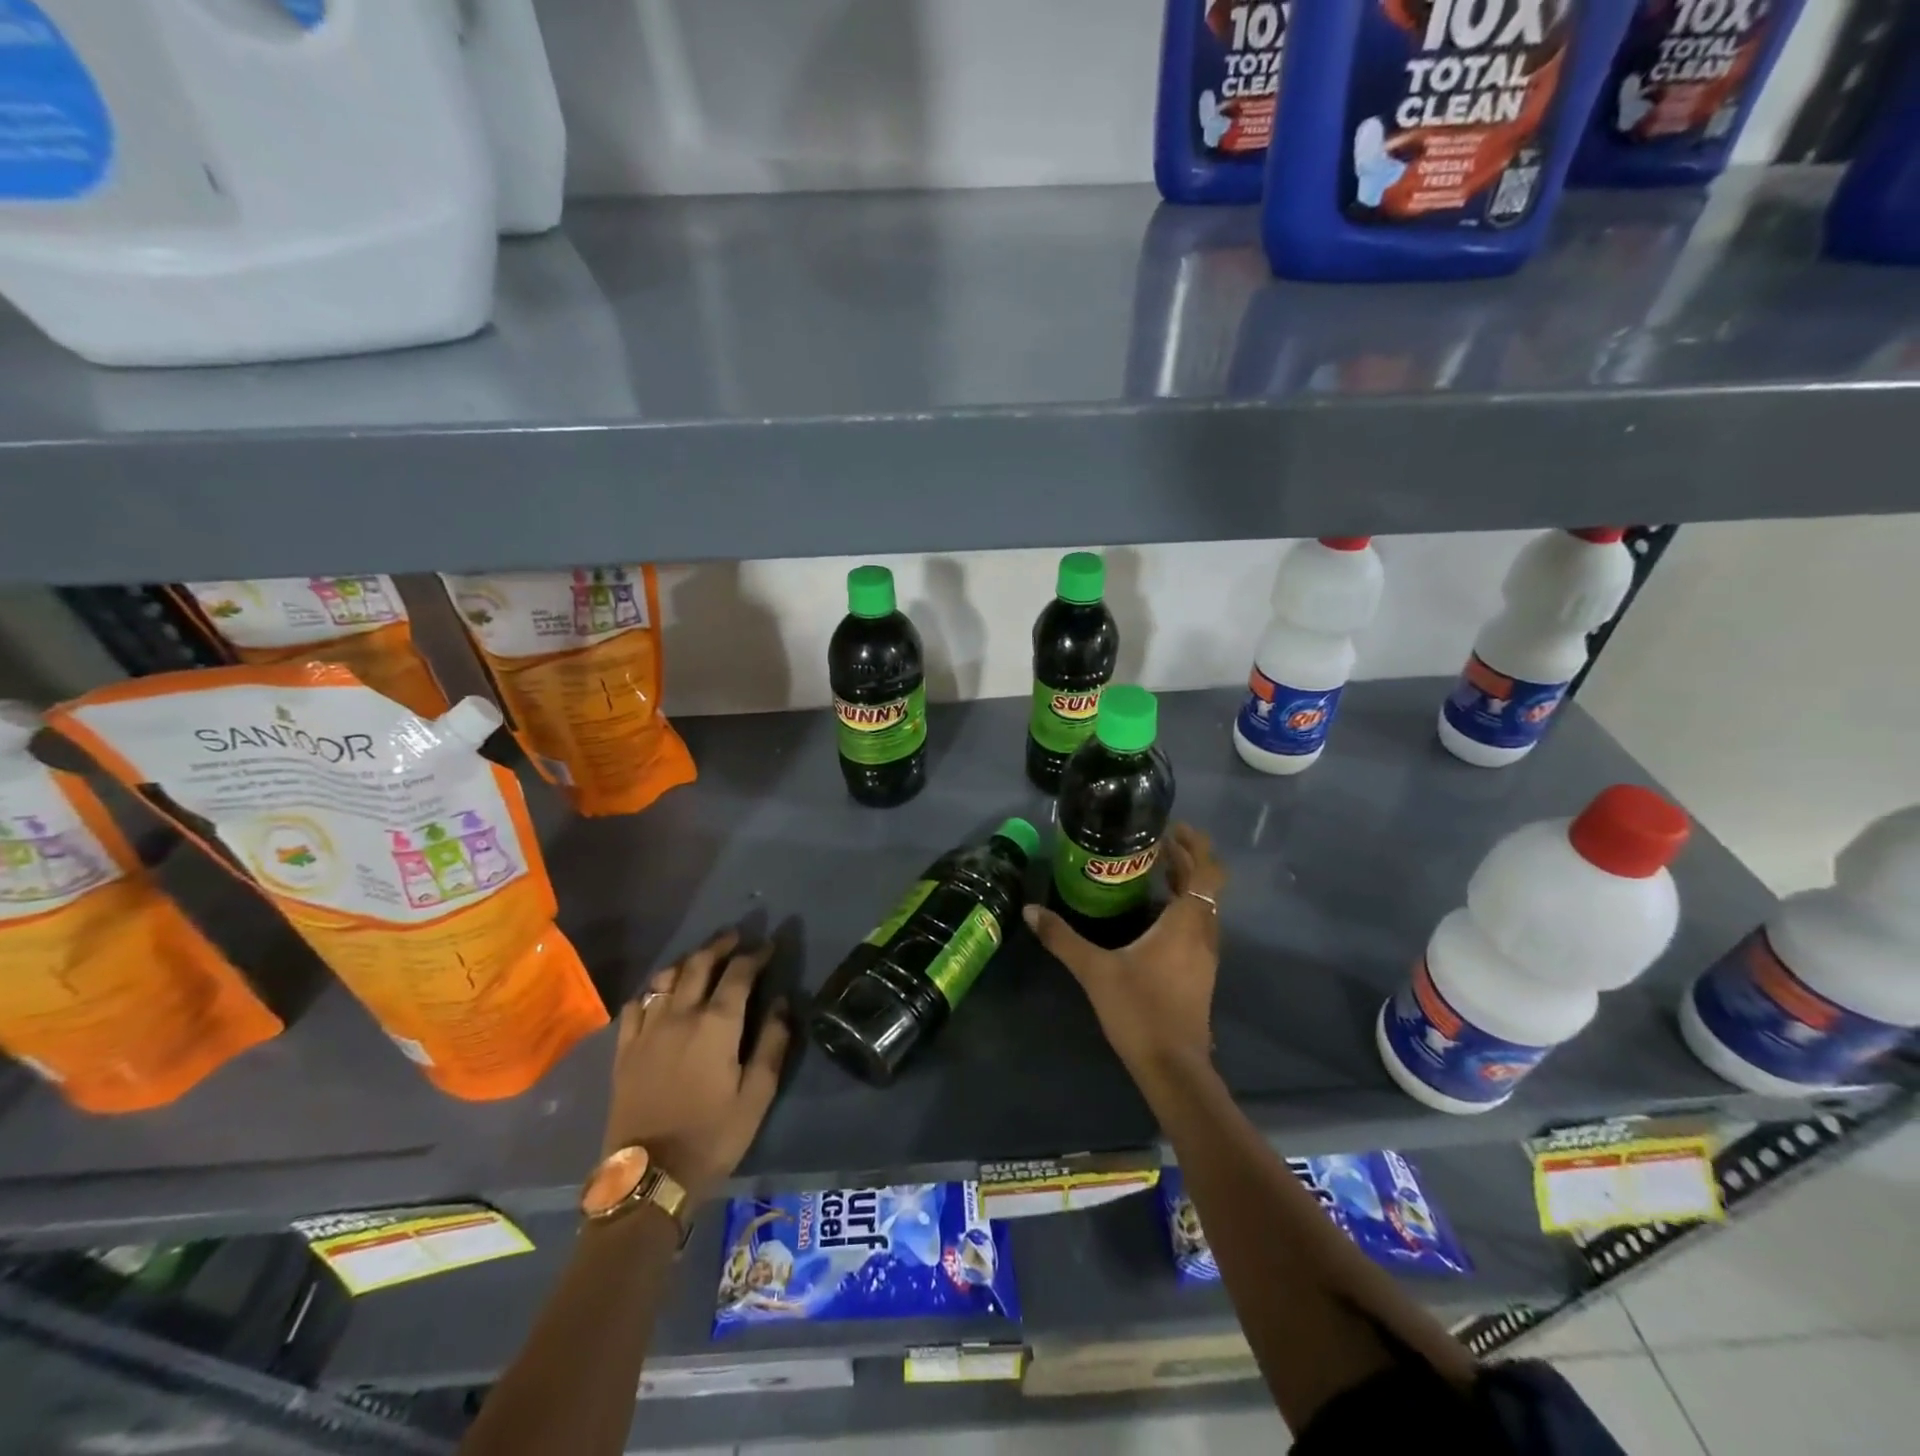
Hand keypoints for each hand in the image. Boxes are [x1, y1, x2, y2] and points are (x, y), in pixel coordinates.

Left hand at [602, 930, 791, 1204]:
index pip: (739, 973)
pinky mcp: (624, 1049)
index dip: (756, 955)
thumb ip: (772, 1043)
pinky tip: (660, 993)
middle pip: (699, 964)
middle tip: (736, 937)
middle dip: (720, 945)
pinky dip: (653, 989)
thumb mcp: (757, 1095)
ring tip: (701, 958)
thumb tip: (782, 1002)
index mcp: (716, 1024)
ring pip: (666, 978)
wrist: (649, 1178)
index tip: (769, 946)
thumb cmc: (712, 1136)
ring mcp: (647, 1030)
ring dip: (688, 961)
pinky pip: (636, 1004)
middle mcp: (680, 1015)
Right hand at [1024, 823, 1224, 1083]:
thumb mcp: (1094, 969)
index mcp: (1186, 922)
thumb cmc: (1139, 1010)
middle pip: (1206, 884)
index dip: (1195, 844)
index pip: (1206, 870)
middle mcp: (1203, 933)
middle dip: (1185, 859)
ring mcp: (1205, 956)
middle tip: (1153, 842)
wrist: (1172, 1067)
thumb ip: (1062, 937)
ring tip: (1150, 871)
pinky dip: (1180, 908)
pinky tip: (1151, 916)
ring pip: (1203, 907)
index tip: (1172, 828)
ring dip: (1184, 884)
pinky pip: (1196, 926)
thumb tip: (1030, 910)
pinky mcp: (1199, 974)